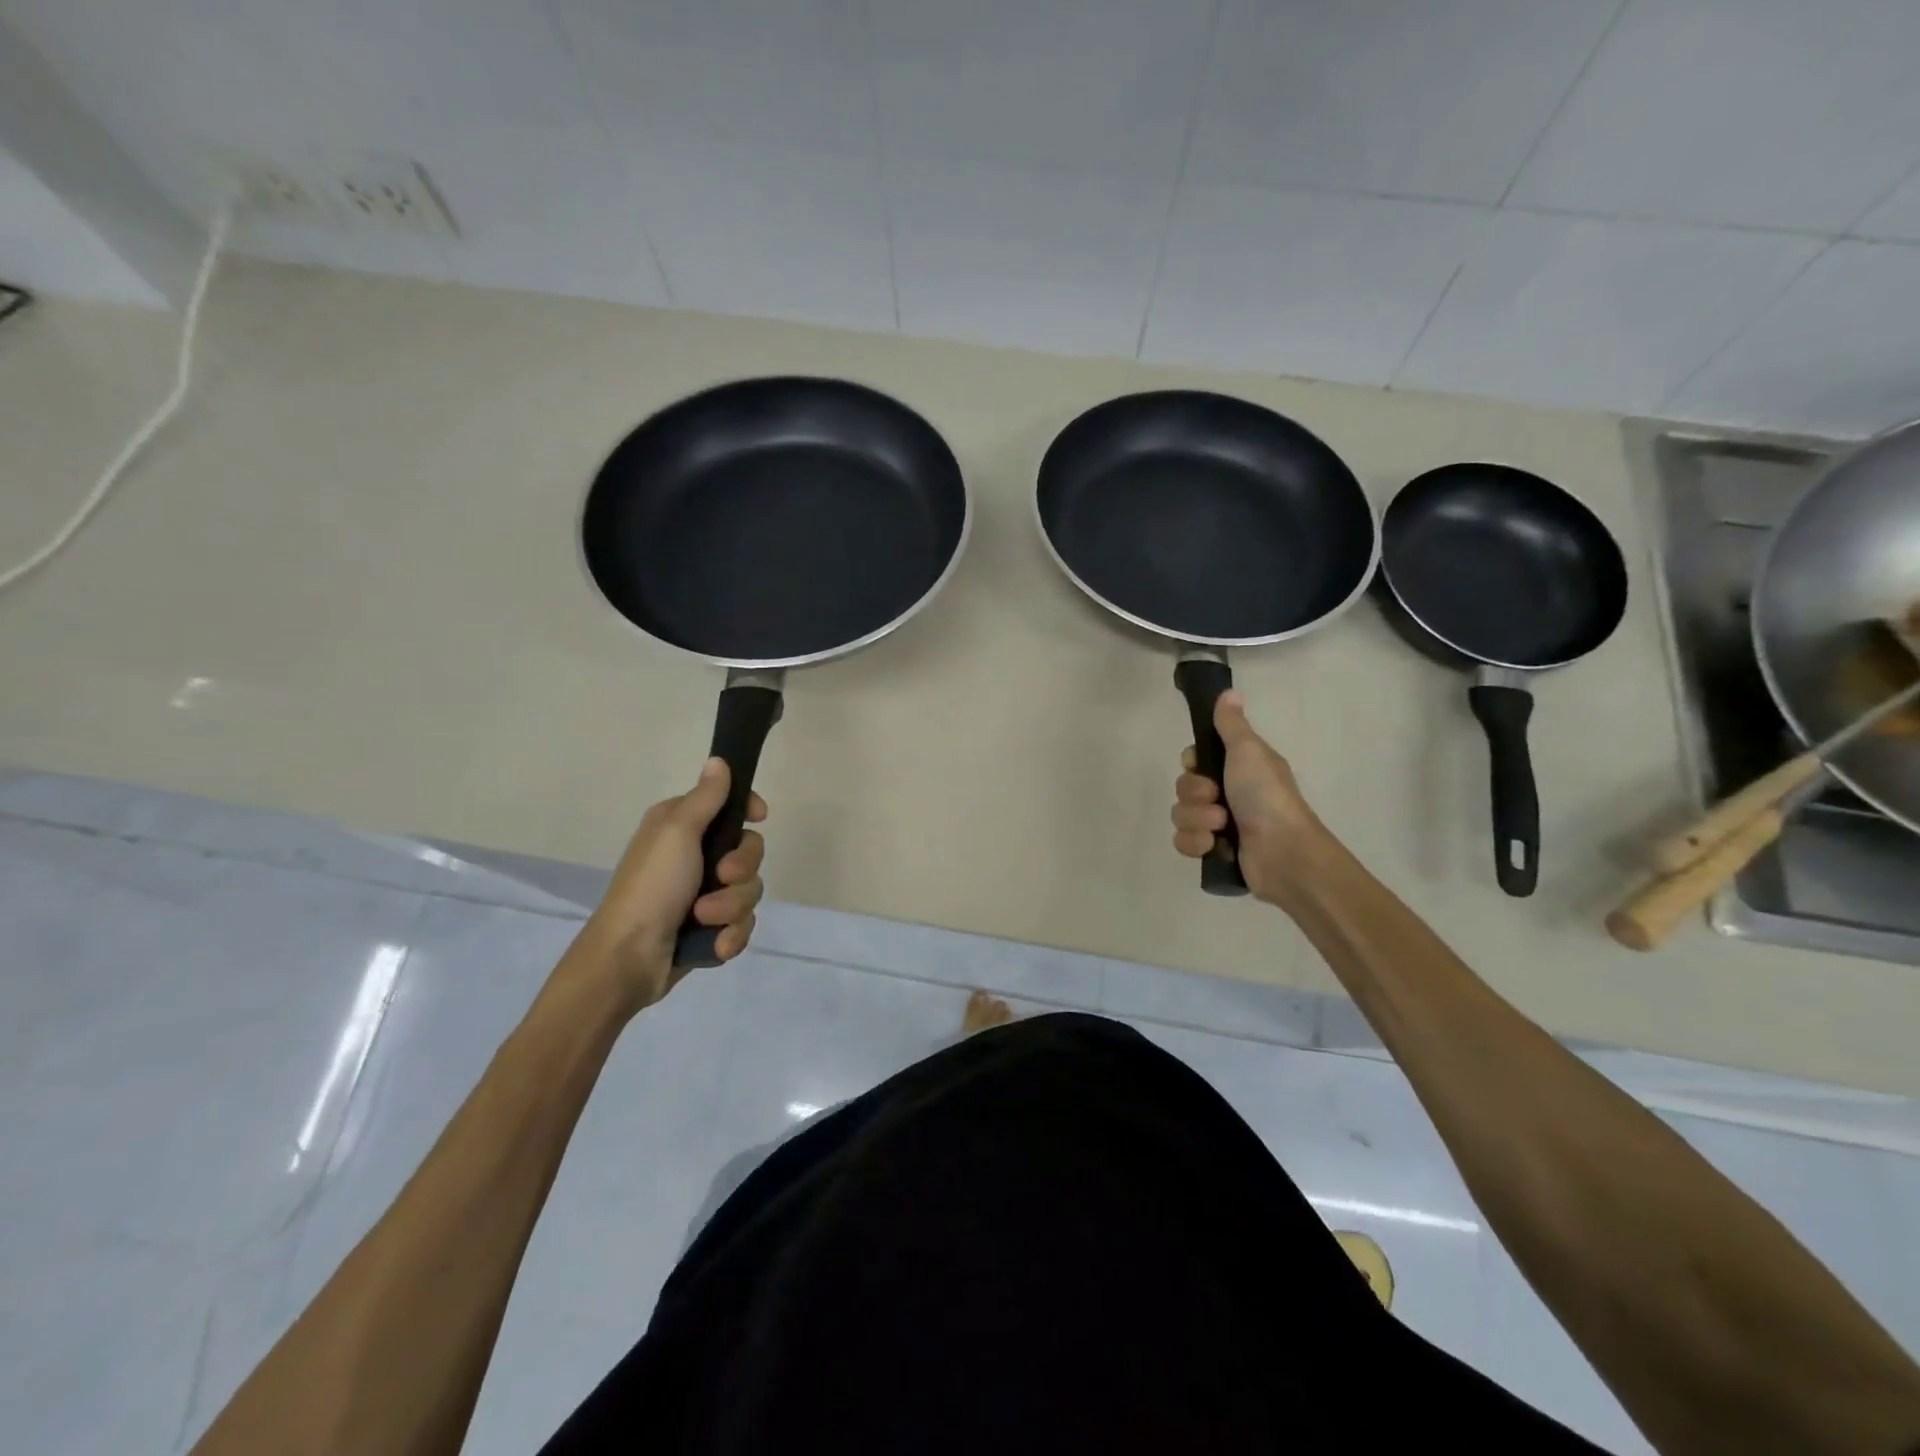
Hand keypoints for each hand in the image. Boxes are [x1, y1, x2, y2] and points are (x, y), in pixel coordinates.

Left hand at [573, 758, 766, 1009]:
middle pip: (750, 851)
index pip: (730, 806)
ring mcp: (704, 894)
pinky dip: (730, 935)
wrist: (628, 959)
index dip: (748, 810)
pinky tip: (712, 944)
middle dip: (741, 869)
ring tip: (705, 919)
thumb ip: (705, 798)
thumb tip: (719, 760)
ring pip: (749, 890)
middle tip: (720, 877)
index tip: (759, 817)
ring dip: (731, 907)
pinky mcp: (710, 928)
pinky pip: (742, 924)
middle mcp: (694, 857)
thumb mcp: (677, 832)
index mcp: (682, 828)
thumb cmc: (652, 887)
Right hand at [1171, 690, 1331, 907]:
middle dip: (1195, 794)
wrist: (1282, 852)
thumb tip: (1228, 691)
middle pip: (1184, 787)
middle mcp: (1228, 793)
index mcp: (1238, 768)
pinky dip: (1196, 843)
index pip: (1195, 759)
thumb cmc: (1266, 795)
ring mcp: (1220, 824)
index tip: (1199, 764)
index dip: (1192, 762)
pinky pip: (1184, 841)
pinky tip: (1214, 846)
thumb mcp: (1248, 751)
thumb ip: (1230, 724)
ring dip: (1197, 820)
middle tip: (1216, 797)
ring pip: (1181, 815)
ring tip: (1221, 826)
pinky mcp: (1213, 851)